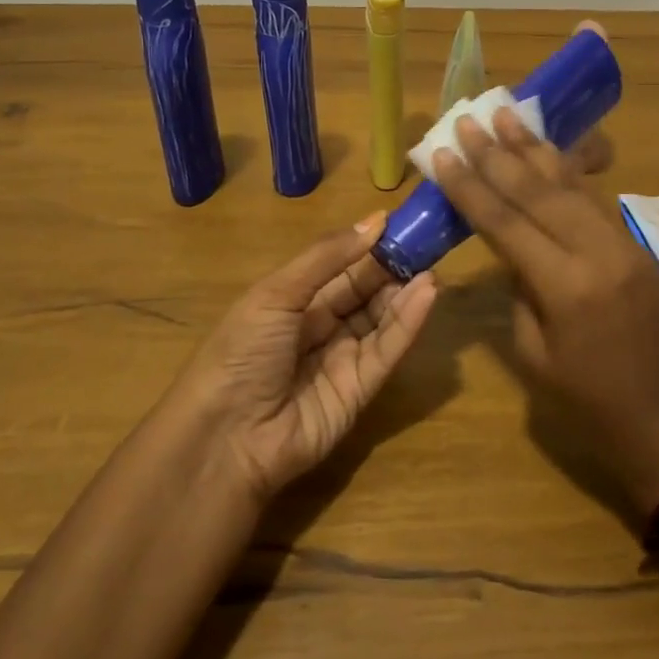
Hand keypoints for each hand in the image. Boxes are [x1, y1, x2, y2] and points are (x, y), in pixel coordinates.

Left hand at [176, 214, 438, 501]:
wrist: (225, 438)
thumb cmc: (242, 351)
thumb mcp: (277, 293)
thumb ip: (327, 257)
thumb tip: (376, 221)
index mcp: (293, 300)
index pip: (341, 267)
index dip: (369, 245)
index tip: (403, 221)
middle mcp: (320, 327)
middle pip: (365, 291)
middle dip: (394, 266)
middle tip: (428, 240)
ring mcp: (342, 359)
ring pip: (381, 318)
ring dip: (406, 292)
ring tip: (433, 265)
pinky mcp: (361, 390)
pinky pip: (387, 350)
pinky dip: (409, 322)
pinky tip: (427, 294)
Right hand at [432, 109, 658, 519]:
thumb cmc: (593, 408)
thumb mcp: (536, 357)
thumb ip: (520, 292)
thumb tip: (514, 248)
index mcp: (567, 287)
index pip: (506, 223)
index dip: (470, 186)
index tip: (441, 154)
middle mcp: (598, 253)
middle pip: (539, 191)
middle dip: (498, 153)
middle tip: (468, 119)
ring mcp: (625, 245)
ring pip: (572, 184)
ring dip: (535, 149)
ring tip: (506, 114)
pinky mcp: (639, 248)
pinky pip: (595, 200)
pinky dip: (567, 172)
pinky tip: (548, 151)